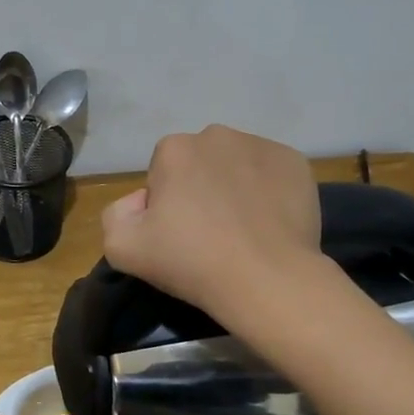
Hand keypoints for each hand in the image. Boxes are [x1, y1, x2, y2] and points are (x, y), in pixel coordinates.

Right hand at [101, 126, 322, 317]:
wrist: (267, 280)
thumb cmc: (191, 261)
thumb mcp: (122, 248)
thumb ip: (116, 214)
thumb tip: (141, 201)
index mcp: (174, 148)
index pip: (161, 172)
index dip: (166, 204)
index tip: (178, 235)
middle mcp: (217, 134)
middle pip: (200, 163)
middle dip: (200, 189)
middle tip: (210, 233)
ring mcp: (262, 145)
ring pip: (237, 165)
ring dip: (234, 187)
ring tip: (242, 230)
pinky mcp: (297, 163)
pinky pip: (272, 174)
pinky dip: (268, 192)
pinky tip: (268, 224)